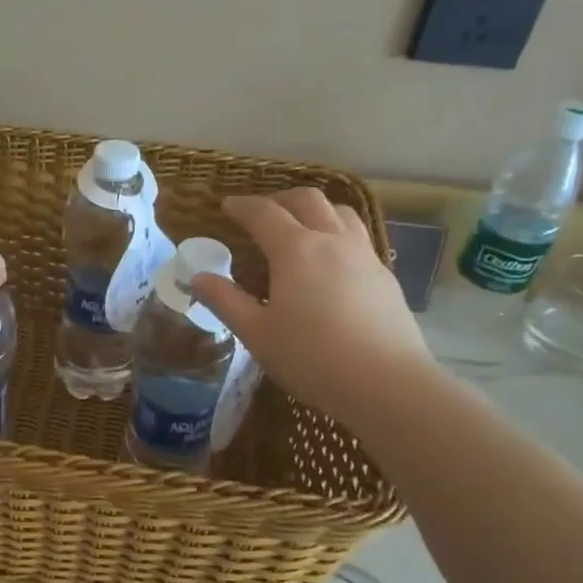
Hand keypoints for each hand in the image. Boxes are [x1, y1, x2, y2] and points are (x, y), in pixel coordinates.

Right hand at [190, 188, 435, 425]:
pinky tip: (331, 261)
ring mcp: (365, 255)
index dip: (242, 206)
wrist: (386, 383)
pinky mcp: (385, 276)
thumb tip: (197, 278)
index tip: (226, 206)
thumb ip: (225, 301)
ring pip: (341, 212)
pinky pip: (358, 237)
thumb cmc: (311, 358)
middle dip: (280, 199)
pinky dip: (337, 233)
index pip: (264, 213)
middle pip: (308, 200)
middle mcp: (332, 241)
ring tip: (300, 226)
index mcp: (295, 250)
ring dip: (315, 210)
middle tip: (261, 212)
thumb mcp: (256, 333)